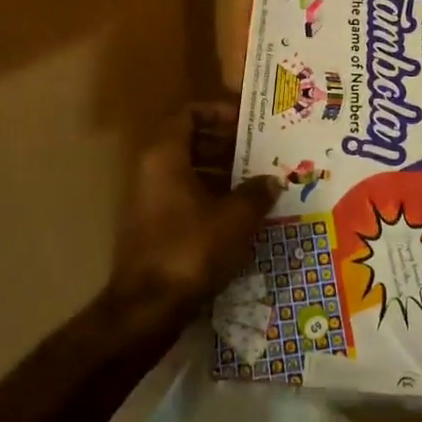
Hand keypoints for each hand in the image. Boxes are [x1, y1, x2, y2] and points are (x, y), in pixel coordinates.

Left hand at [107, 102, 283, 315]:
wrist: (147, 308)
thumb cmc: (191, 249)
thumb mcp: (234, 218)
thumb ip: (256, 193)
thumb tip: (274, 179)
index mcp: (165, 155)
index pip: (189, 114)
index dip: (218, 112)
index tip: (247, 122)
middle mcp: (152, 170)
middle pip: (189, 141)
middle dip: (225, 144)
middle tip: (259, 151)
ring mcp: (149, 200)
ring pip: (188, 171)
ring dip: (220, 171)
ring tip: (256, 181)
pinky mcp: (153, 227)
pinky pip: (184, 196)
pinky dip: (209, 196)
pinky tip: (239, 213)